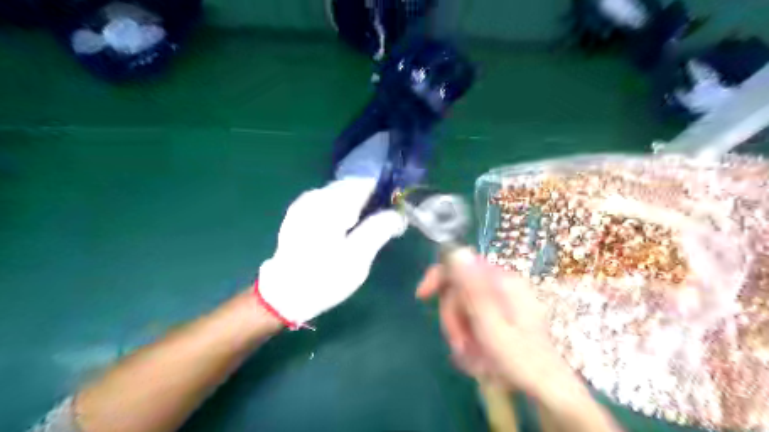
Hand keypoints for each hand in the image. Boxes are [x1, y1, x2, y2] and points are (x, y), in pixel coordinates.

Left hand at [258, 179, 407, 326]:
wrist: (283, 295)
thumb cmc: (324, 278)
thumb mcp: (358, 258)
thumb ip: (379, 229)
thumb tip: (398, 213)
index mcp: (331, 204)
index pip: (367, 184)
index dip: (384, 196)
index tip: (393, 215)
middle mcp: (316, 196)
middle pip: (353, 187)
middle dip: (370, 202)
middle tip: (378, 228)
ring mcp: (304, 202)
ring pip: (341, 194)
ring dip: (355, 206)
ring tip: (359, 232)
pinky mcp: (299, 212)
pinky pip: (328, 202)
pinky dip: (341, 210)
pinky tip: (341, 231)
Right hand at [414, 254, 569, 395]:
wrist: (547, 390)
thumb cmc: (520, 360)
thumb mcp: (491, 325)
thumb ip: (472, 289)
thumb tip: (457, 251)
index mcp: (503, 282)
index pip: (462, 263)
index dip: (438, 277)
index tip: (422, 296)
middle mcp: (503, 286)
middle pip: (460, 289)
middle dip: (454, 317)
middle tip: (460, 345)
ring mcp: (503, 301)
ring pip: (464, 307)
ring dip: (461, 332)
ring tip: (472, 357)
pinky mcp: (502, 315)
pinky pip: (473, 318)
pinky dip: (470, 337)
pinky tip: (478, 356)